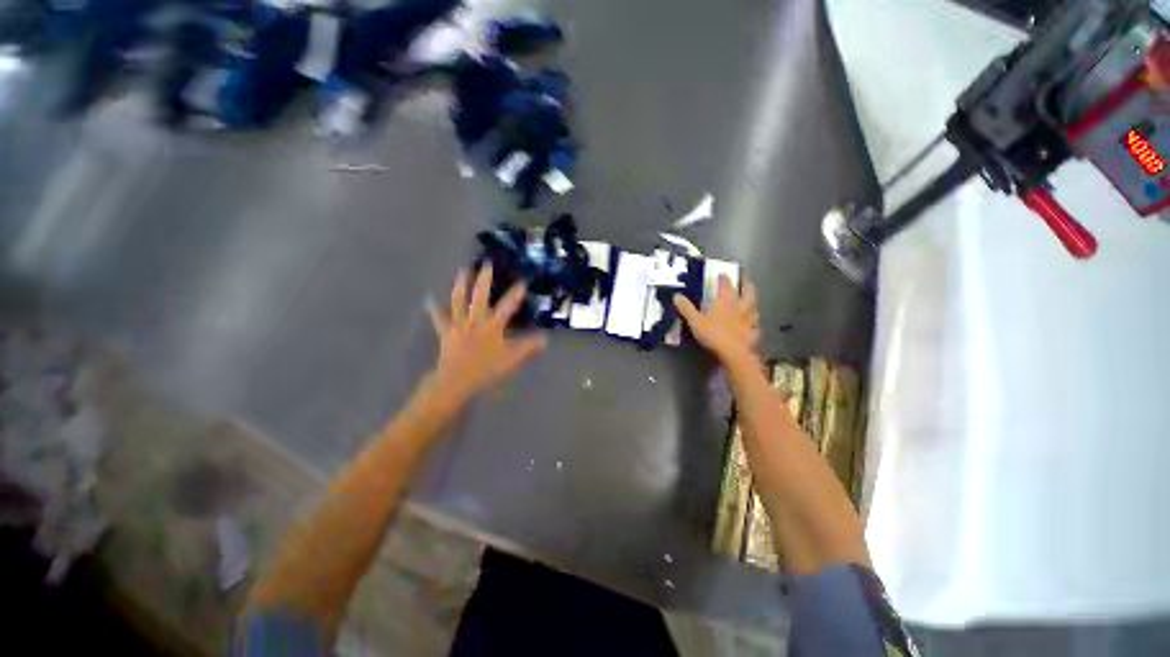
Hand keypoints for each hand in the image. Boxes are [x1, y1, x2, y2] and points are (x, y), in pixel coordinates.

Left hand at [428, 266, 545, 402]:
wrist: (456, 380)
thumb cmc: (486, 369)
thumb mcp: (512, 360)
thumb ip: (529, 347)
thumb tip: (545, 338)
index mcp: (493, 325)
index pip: (508, 306)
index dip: (516, 293)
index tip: (523, 281)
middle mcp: (476, 320)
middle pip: (480, 296)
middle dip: (485, 279)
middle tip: (486, 263)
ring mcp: (459, 324)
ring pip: (459, 300)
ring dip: (461, 284)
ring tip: (463, 269)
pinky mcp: (446, 331)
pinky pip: (438, 318)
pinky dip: (433, 308)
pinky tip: (428, 298)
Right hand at [673, 276, 760, 366]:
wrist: (733, 352)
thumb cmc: (713, 333)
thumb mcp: (694, 320)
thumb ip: (686, 308)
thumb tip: (676, 295)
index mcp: (726, 300)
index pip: (726, 284)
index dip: (723, 278)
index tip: (721, 274)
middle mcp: (740, 305)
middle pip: (747, 290)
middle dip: (745, 283)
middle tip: (743, 280)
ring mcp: (749, 318)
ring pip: (754, 305)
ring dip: (752, 301)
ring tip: (749, 300)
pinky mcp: (753, 331)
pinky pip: (755, 324)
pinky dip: (754, 321)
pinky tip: (752, 324)